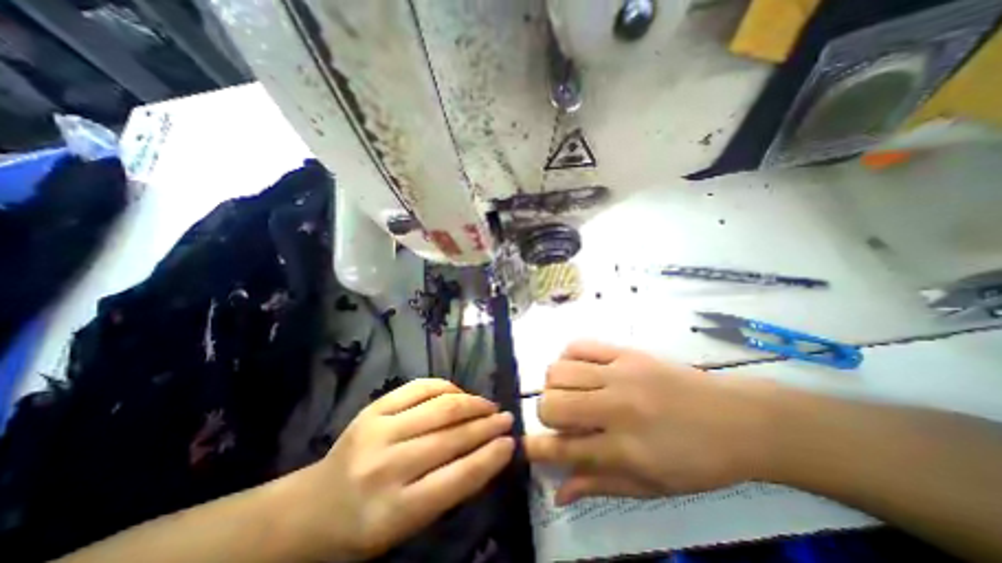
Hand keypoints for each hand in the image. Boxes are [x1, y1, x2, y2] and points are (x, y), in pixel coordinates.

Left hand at [285, 377, 512, 558]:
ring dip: (471, 403)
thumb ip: (447, 489)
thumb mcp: (407, 525)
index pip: (456, 479)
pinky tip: (460, 392)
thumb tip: (487, 452)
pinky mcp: (373, 409)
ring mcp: (377, 431)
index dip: (489, 457)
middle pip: (450, 438)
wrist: (312, 507)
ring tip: (489, 405)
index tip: (511, 443)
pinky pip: (418, 388)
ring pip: (438, 408)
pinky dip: (445, 387)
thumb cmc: (365, 525)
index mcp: (393, 512)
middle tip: (506, 419)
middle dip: (486, 426)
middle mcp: (385, 467)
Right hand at [526, 343, 769, 505]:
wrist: (738, 419)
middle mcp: (616, 408)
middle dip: (544, 414)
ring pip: (559, 371)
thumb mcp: (652, 486)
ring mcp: (620, 374)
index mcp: (624, 449)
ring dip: (554, 385)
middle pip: (553, 403)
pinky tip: (580, 370)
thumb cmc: (698, 461)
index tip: (525, 447)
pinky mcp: (626, 351)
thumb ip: (599, 485)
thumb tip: (559, 492)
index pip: (562, 448)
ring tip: (570, 392)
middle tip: (559, 419)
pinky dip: (569, 357)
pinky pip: (580, 345)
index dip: (534, 448)